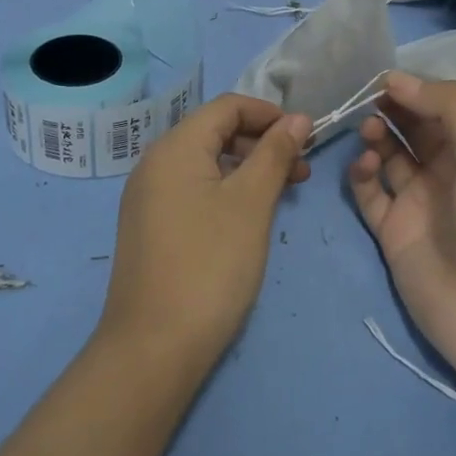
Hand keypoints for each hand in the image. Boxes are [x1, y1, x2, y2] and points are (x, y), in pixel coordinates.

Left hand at [101, 94, 312, 369]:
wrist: (153, 348)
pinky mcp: (151, 226)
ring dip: (248, 168)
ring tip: (284, 193)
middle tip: (302, 170)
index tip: (306, 137)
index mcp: (174, 147)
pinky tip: (250, 216)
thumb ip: (275, 154)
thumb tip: (298, 118)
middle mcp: (155, 163)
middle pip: (215, 132)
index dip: (269, 113)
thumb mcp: (251, 203)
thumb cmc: (210, 265)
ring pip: (206, 163)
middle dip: (262, 142)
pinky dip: (226, 191)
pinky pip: (194, 189)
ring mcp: (149, 197)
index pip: (227, 106)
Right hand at [348, 73, 455, 390]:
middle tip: (367, 100)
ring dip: (375, 137)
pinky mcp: (391, 231)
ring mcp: (415, 202)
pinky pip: (368, 193)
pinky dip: (360, 174)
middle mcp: (444, 172)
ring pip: (386, 156)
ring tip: (370, 132)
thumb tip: (396, 80)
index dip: (412, 91)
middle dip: (389, 109)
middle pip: (409, 129)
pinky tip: (364, 165)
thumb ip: (449, 108)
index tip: (382, 79)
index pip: (437, 109)